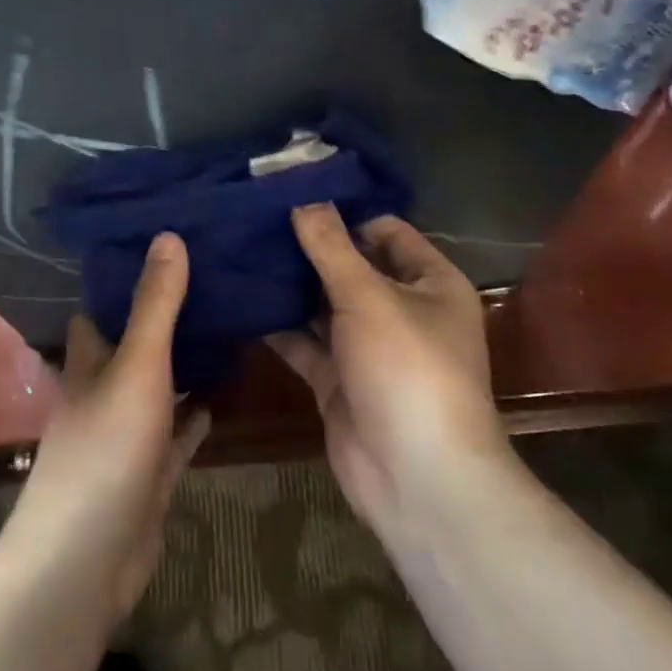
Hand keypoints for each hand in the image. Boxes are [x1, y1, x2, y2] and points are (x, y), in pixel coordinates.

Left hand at [3, 233, 210, 626]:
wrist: (87, 561)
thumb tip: (168, 235)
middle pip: (131, 344)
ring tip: (224, 326)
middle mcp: (102, 393)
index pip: (100, 308)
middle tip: (210, 279)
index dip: (123, 278)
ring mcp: (125, 435)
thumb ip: (156, 305)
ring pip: (155, 388)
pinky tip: (219, 396)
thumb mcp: (138, 367)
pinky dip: (193, 417)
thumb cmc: (106, 450)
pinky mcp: (148, 473)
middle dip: (162, 317)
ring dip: (182, 364)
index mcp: (89, 362)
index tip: (163, 244)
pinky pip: (175, 435)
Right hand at [271, 204, 508, 539]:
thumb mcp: (370, 297)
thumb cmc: (408, 368)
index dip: (345, 211)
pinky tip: (242, 299)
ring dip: (291, 285)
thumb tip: (304, 199)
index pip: (386, 231)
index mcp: (431, 283)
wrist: (417, 479)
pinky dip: (279, 326)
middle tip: (256, 217)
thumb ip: (332, 248)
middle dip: (309, 247)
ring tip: (241, 249)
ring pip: (324, 305)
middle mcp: (403, 310)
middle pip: (352, 266)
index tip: (294, 191)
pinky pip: (306, 343)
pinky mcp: (339, 381)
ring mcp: (369, 348)